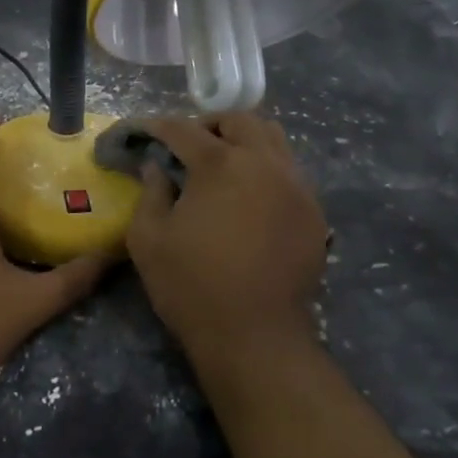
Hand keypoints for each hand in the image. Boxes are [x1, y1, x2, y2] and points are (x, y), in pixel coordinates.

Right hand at [126, 112, 327, 351]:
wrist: (254, 336)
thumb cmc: (191, 285)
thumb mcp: (148, 239)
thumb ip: (150, 192)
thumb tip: (156, 167)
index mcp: (220, 164)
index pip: (184, 129)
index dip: (158, 127)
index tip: (144, 132)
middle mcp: (265, 163)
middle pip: (240, 121)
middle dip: (210, 125)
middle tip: (188, 146)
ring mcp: (296, 186)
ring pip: (274, 139)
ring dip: (245, 141)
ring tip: (224, 164)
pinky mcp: (314, 212)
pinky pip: (291, 172)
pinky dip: (267, 169)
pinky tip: (251, 197)